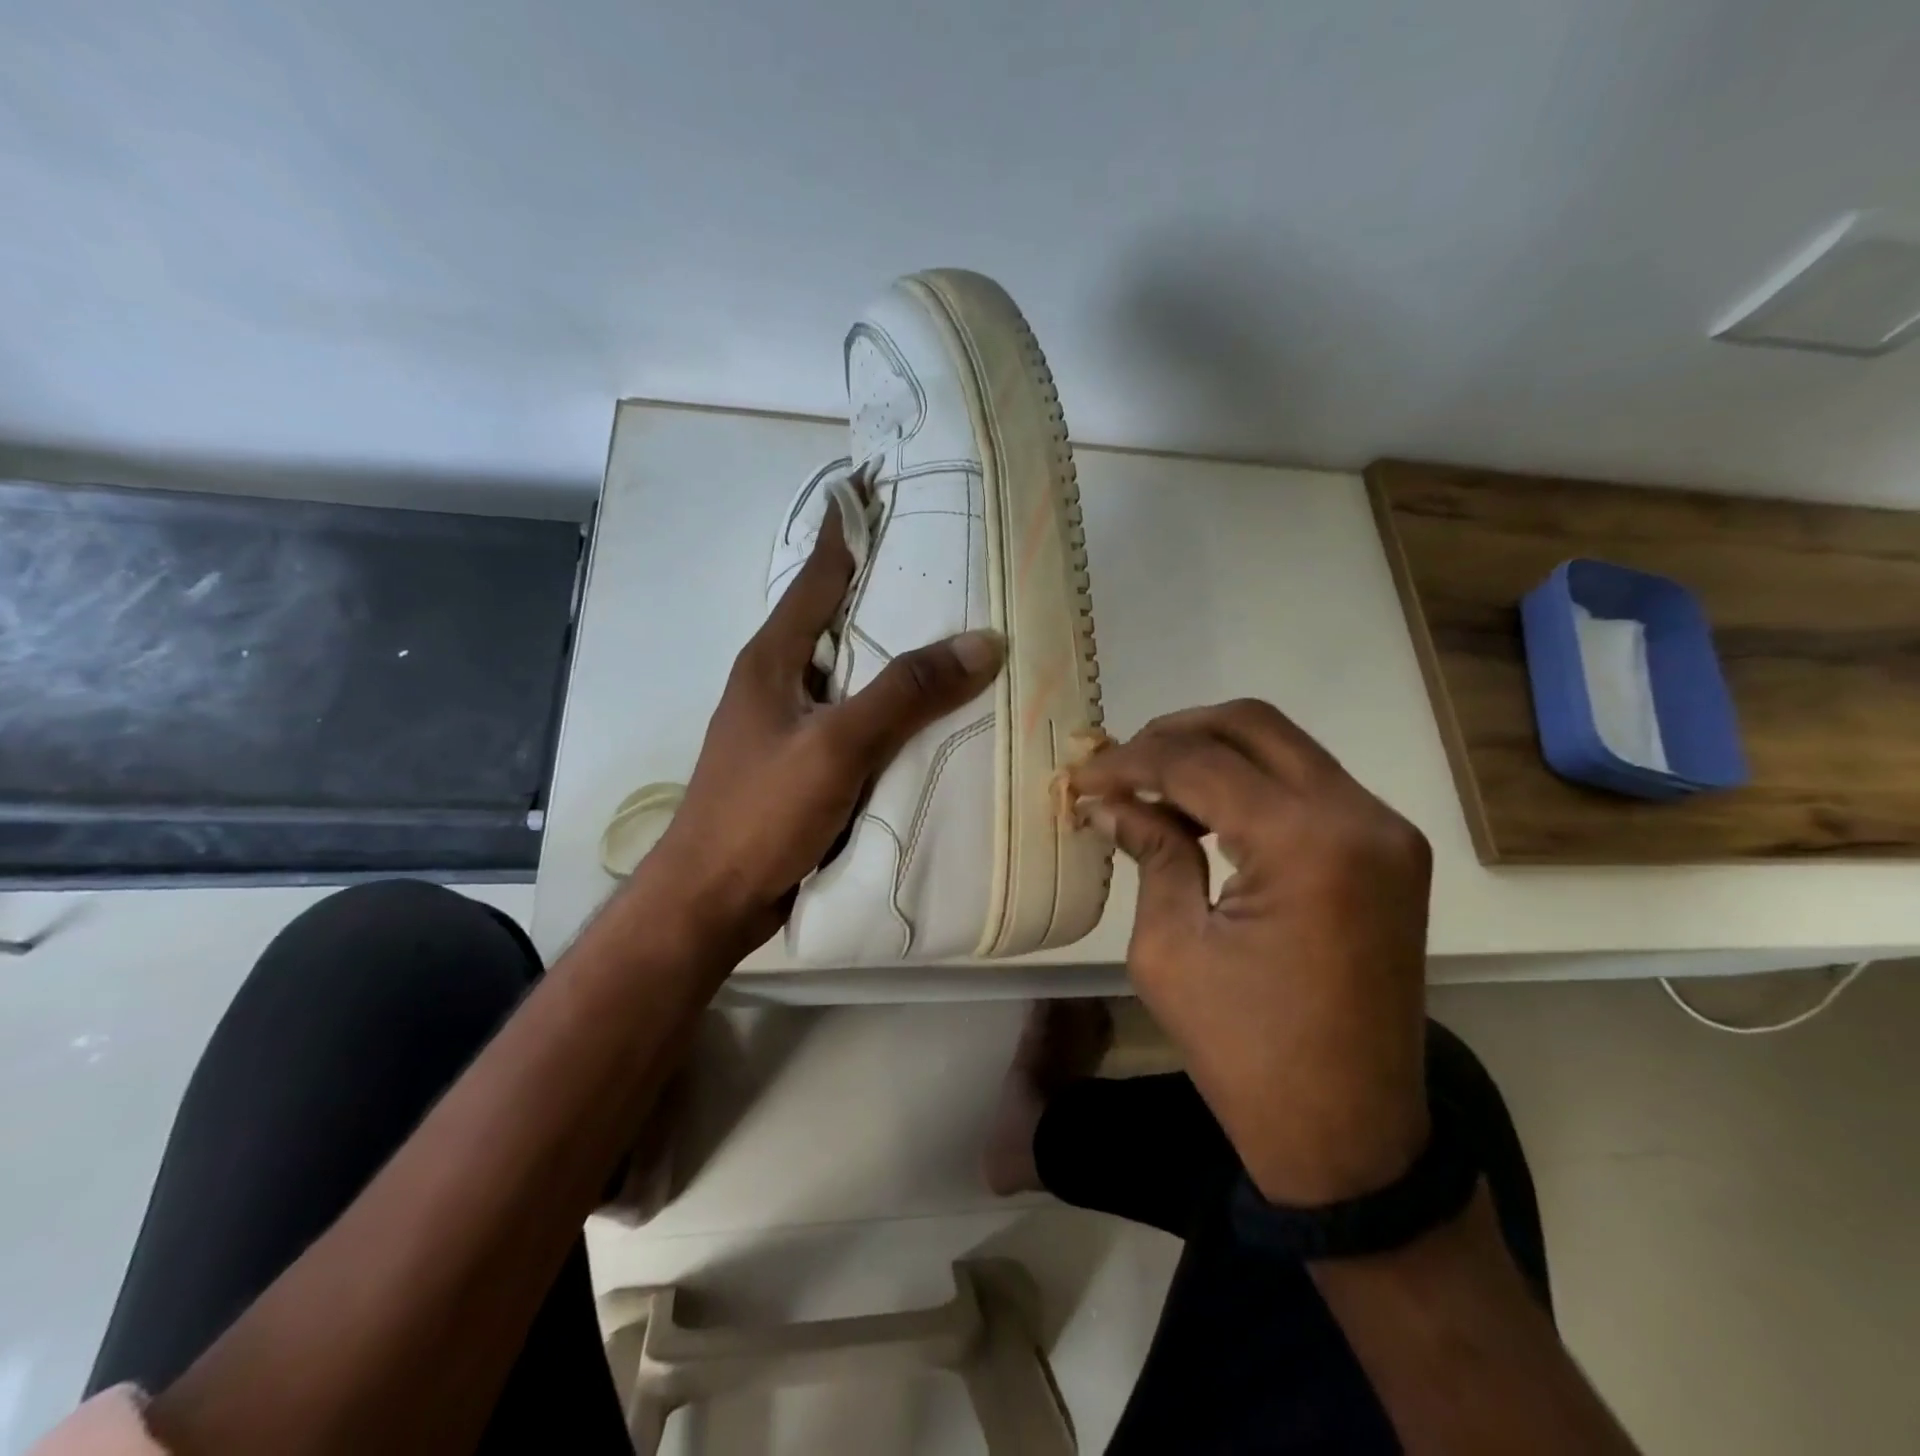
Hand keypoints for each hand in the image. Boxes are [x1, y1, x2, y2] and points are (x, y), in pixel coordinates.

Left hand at [632, 503, 1003, 958]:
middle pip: (838, 619)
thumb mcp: (837, 745)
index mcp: (773, 658)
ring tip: (953, 634)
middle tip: (949, 564)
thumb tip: (982, 642)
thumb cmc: (761, 813)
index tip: (880, 485)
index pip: (819, 574)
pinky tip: (928, 714)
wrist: (711, 901)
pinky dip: (889, 707)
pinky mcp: (801, 764)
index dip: (849, 528)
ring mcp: (788, 724)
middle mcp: (778, 680)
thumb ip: (905, 693)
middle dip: (886, 589)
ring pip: (851, 672)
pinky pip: (855, 718)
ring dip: (892, 653)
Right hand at [1069, 700, 1432, 1205]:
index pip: (1200, 762)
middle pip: (1253, 725)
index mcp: (1307, 843)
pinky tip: (1204, 811)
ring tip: (1150, 785)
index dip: (1130, 760)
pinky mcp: (1390, 853)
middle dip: (1174, 734)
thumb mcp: (1172, 949)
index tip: (1081, 776)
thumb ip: (1150, 853)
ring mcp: (1387, 832)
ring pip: (1284, 747)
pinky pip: (1309, 785)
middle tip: (1118, 766)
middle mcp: (1361, 817)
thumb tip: (1112, 801)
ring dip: (1212, 753)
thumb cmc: (1247, 1054)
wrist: (1351, 1136)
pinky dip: (1250, 783)